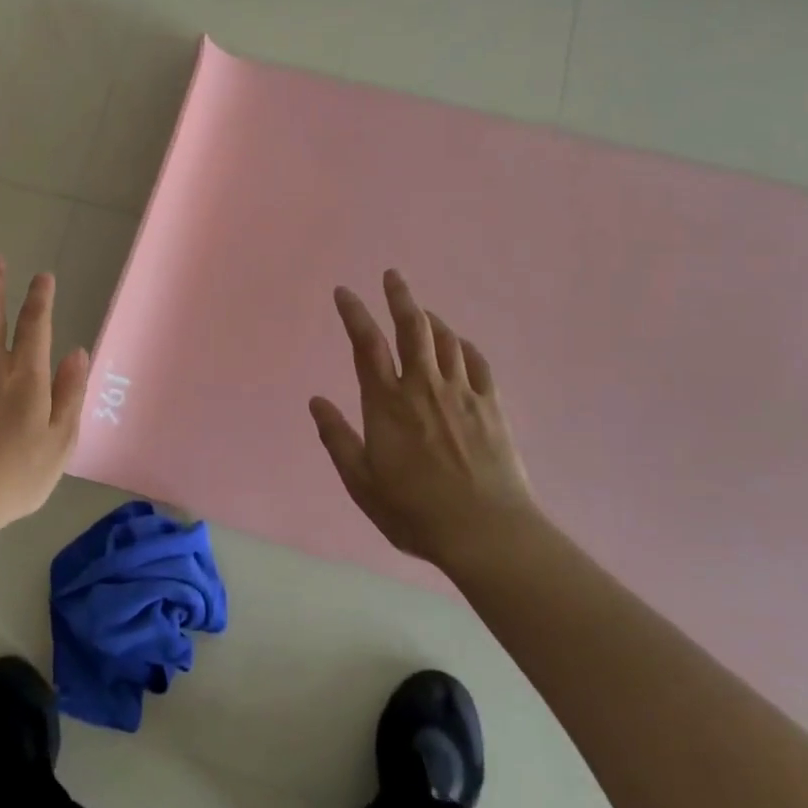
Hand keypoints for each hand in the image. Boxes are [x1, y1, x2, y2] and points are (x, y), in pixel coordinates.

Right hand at [310, 269, 537, 572]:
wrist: (487, 533)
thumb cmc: (415, 511)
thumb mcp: (362, 482)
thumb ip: (337, 438)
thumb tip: (316, 401)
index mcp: (387, 403)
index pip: (366, 345)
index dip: (354, 313)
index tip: (344, 292)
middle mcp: (423, 387)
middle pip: (412, 328)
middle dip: (400, 297)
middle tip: (393, 275)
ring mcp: (462, 394)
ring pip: (445, 340)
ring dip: (430, 319)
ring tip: (420, 310)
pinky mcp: (492, 407)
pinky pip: (478, 363)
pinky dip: (465, 346)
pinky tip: (459, 344)